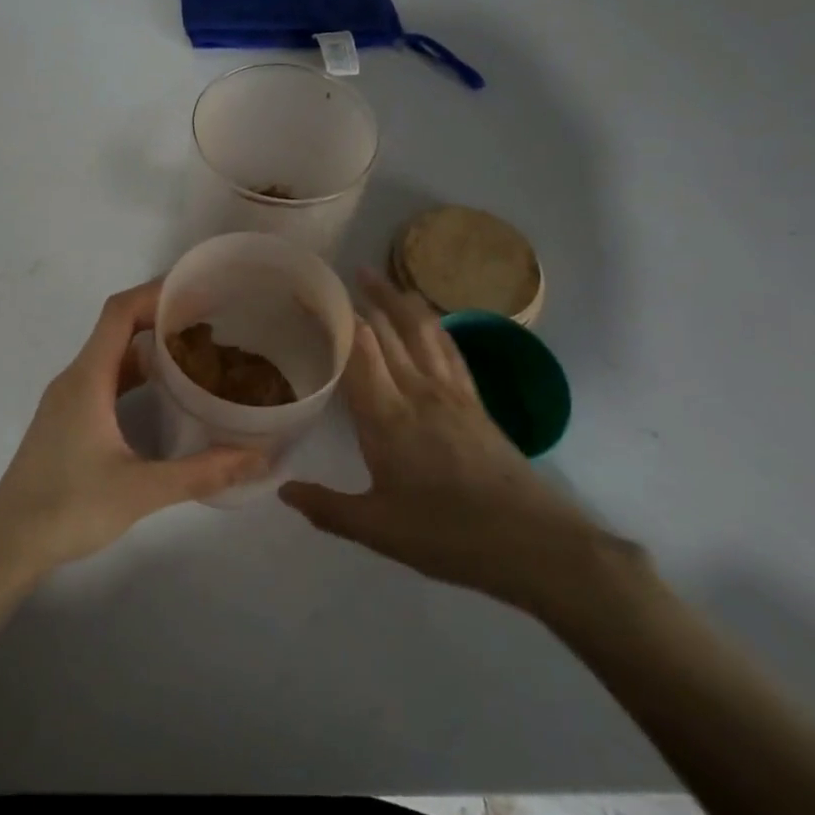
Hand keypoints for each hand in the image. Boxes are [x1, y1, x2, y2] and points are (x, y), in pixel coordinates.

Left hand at [0, 280, 268, 580]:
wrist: (7, 543)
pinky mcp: (66, 421)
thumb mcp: (142, 490)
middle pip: (117, 329)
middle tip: (209, 323)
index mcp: (88, 379)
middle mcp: (75, 379)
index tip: (196, 289)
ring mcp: (67, 400)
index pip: (119, 312)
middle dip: (160, 318)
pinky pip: (105, 381)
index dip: (155, 293)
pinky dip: (135, 377)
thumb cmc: (69, 508)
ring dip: (149, 350)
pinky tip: (164, 397)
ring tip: (196, 355)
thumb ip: (202, 473)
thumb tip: (259, 457)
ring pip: (112, 358)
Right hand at [280, 271, 622, 616]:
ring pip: (422, 331)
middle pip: (388, 330)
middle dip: (365, 297)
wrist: (532, 543)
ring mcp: (451, 393)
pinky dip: (435, 325)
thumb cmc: (447, 535)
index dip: (336, 318)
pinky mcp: (476, 402)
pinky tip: (429, 319)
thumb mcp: (377, 529)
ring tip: (381, 276)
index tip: (315, 295)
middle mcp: (416, 392)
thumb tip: (282, 491)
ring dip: (399, 299)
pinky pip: (450, 350)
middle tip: (343, 271)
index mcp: (385, 417)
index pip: (357, 351)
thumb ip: (326, 508)